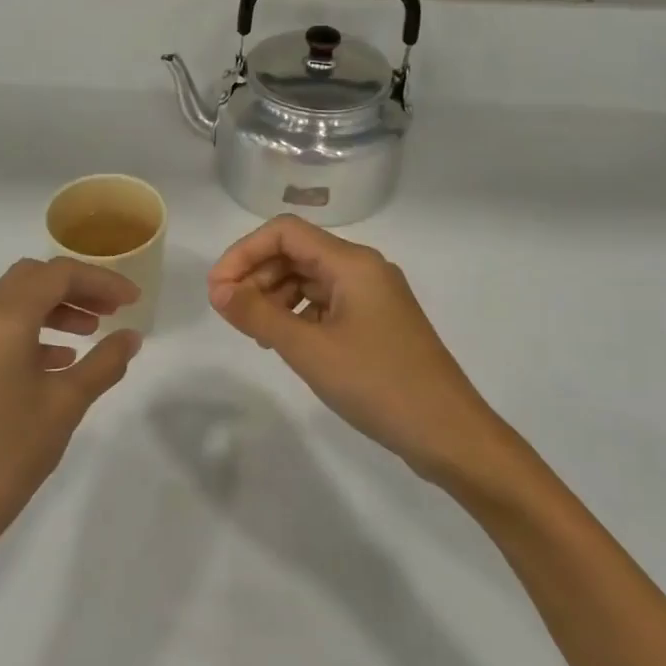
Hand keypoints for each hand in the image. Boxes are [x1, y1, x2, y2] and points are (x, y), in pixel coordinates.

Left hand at [0, 258, 143, 588]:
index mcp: (3, 318)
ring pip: (14, 303)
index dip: (101, 281)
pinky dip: (33, 331)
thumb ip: (103, 364)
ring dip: (54, 307)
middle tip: (112, 311)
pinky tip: (59, 361)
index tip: (134, 301)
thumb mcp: (65, 405)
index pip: (57, 274)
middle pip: (32, 279)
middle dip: (76, 288)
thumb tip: (131, 337)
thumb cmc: (7, 454)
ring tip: (92, 332)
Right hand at [207, 216, 495, 482]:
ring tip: (254, 332)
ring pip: (310, 279)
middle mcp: (363, 269)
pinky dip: (298, 315)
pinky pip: (326, 304)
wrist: (447, 433)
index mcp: (352, 263)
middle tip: (229, 314)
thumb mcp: (309, 349)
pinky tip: (283, 341)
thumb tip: (217, 290)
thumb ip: (258, 314)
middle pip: (297, 252)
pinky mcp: (376, 323)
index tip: (217, 290)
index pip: (284, 232)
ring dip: (275, 296)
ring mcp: (372, 297)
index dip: (244, 253)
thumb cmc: (377, 384)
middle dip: (257, 275)